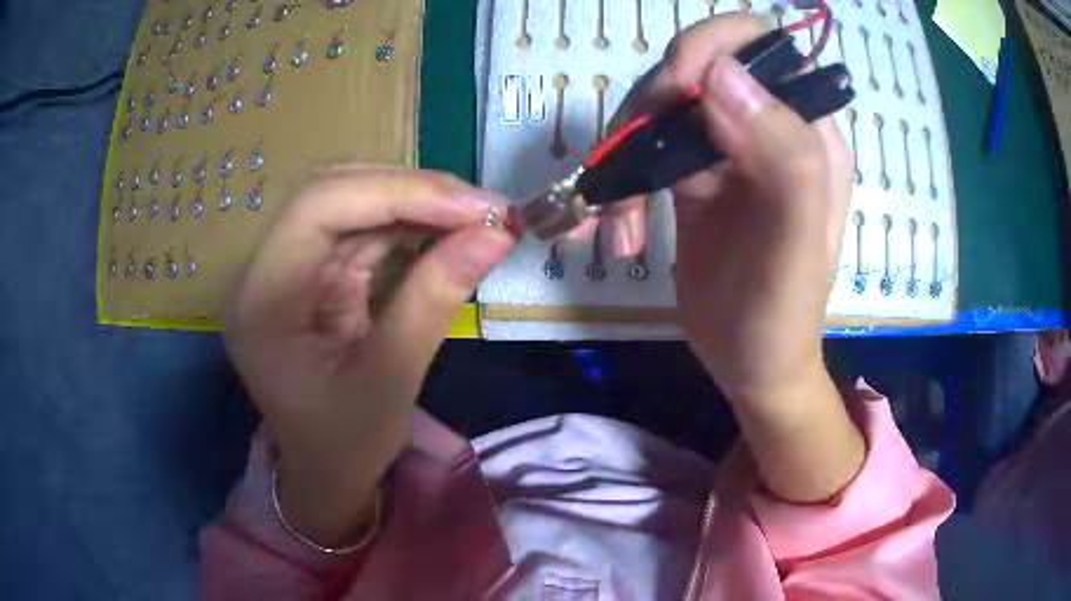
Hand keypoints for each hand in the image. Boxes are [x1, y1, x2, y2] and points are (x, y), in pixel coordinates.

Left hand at [224, 167, 513, 544]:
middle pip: (333, 194)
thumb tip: (496, 235)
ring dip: (417, 204)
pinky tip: (448, 231)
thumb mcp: (390, 381)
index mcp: (261, 299)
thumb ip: (435, 300)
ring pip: (352, 203)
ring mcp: (288, 266)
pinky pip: (362, 229)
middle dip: (413, 193)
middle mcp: (265, 270)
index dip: (398, 193)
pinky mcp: (314, 272)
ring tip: (477, 217)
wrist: (327, 470)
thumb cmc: (346, 443)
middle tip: (484, 209)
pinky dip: (410, 225)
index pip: (318, 208)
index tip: (475, 208)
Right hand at [609, 15, 861, 501]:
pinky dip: (619, 184)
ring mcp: (727, 149)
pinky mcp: (691, 176)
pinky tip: (617, 235)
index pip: (763, 49)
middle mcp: (768, 128)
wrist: (750, 366)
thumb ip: (784, 157)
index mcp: (809, 133)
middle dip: (656, 102)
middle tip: (634, 155)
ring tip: (621, 227)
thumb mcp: (794, 246)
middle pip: (699, 68)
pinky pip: (645, 150)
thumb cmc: (781, 317)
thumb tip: (723, 73)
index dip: (714, 48)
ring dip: (627, 151)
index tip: (677, 89)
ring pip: (662, 107)